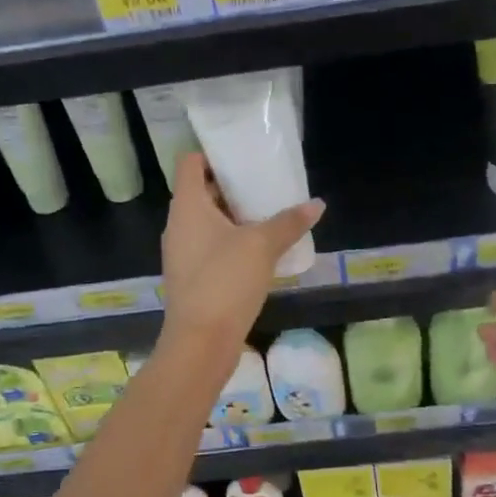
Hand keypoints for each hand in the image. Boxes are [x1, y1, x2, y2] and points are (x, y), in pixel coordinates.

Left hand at [158, 153, 323, 363]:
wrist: (200, 342)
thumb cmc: (225, 282)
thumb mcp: (262, 246)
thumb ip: (288, 222)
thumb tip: (317, 204)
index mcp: (187, 207)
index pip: (190, 164)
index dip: (212, 154)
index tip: (242, 157)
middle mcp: (178, 226)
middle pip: (200, 192)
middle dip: (231, 187)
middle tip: (264, 185)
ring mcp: (182, 254)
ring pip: (206, 223)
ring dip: (233, 217)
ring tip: (267, 216)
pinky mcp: (191, 278)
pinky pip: (209, 247)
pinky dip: (230, 242)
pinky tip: (258, 252)